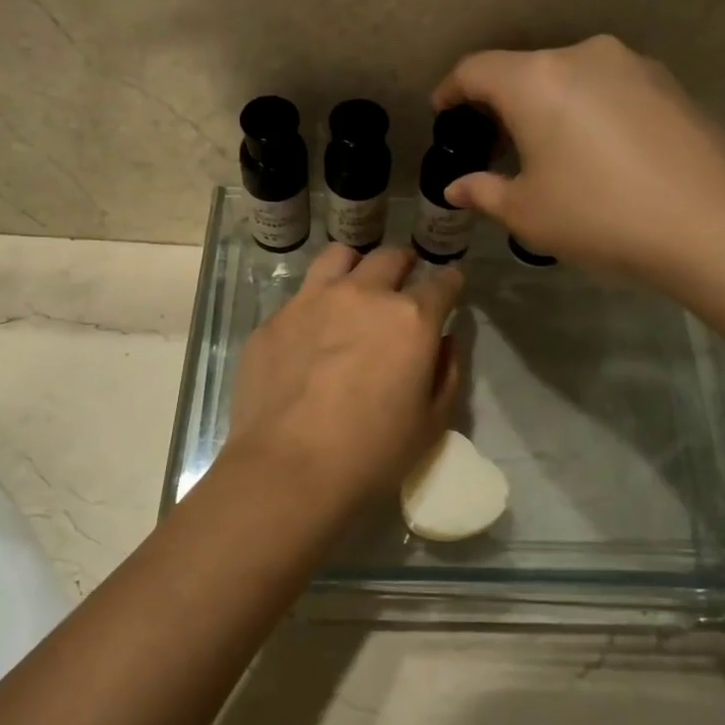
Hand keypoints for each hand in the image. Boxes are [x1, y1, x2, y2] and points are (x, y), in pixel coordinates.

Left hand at [227, 245, 462, 514]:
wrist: (288, 468)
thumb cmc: (371, 453)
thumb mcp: (431, 423)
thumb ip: (446, 373)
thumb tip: (444, 341)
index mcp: (410, 319)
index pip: (442, 282)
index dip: (451, 281)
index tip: (451, 285)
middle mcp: (362, 295)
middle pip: (390, 257)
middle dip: (405, 264)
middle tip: (404, 282)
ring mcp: (311, 301)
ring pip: (339, 256)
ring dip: (356, 266)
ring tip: (356, 286)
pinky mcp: (274, 319)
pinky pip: (300, 295)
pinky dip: (315, 302)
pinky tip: (311, 331)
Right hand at [432, 35, 724, 278]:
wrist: (707, 222)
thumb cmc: (598, 215)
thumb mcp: (527, 212)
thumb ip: (483, 192)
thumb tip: (456, 188)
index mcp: (535, 81)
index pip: (476, 70)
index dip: (451, 89)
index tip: (442, 110)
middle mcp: (581, 56)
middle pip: (524, 69)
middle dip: (501, 101)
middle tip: (493, 141)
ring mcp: (630, 63)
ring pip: (568, 76)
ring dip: (547, 104)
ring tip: (547, 147)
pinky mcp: (665, 81)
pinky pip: (607, 87)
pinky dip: (587, 108)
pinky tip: (596, 149)